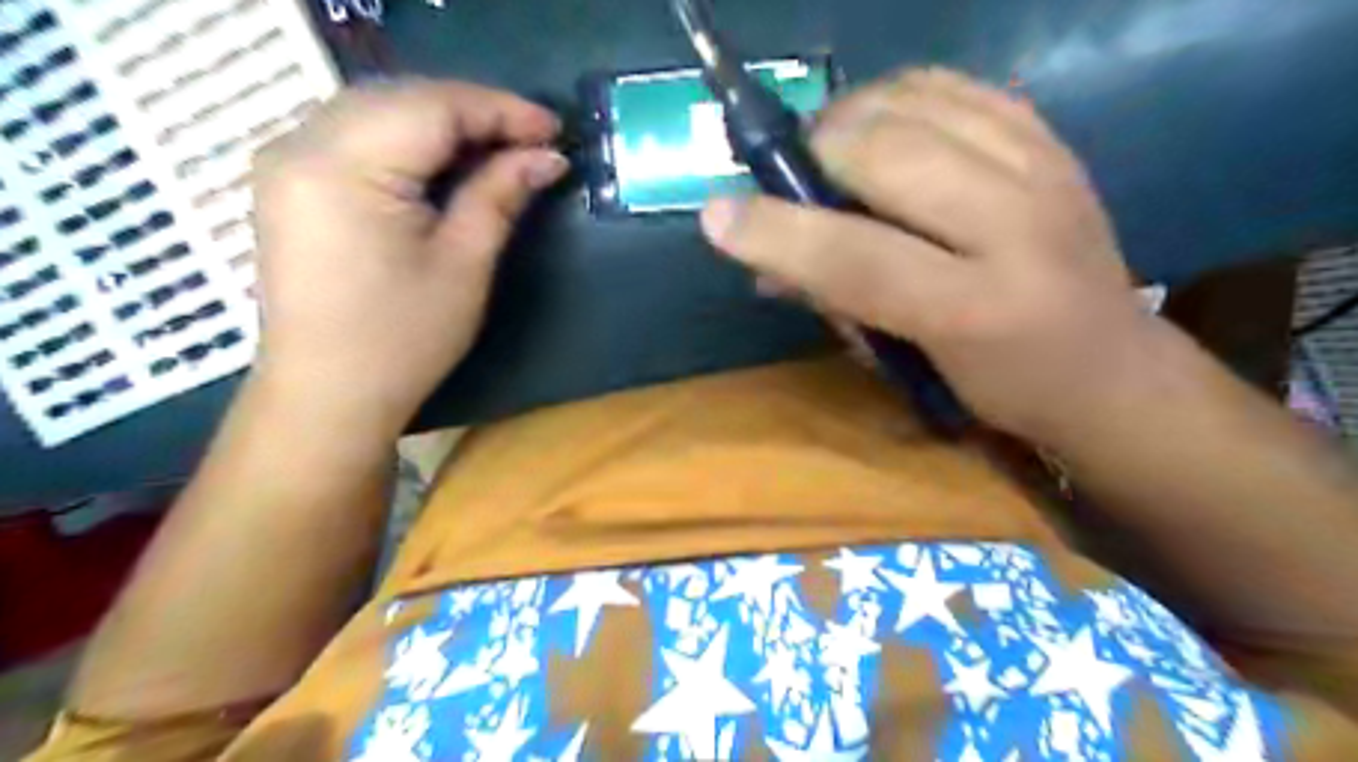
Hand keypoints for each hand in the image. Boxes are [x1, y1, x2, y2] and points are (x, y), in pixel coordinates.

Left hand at [249, 78, 569, 437]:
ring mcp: (287, 161)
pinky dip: (408, 138)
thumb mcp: (464, 264)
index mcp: (344, 166)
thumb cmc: (402, 338)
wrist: (328, 393)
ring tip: (499, 148)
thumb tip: (547, 157)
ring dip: (442, 121)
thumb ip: (500, 195)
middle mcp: (301, 144)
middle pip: (402, 97)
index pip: (433, 107)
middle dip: (473, 111)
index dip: (500, 110)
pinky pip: (356, 134)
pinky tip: (445, 160)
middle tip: (532, 140)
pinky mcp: (290, 182)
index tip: (554, 130)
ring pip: (377, 109)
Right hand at [700, 67, 1154, 443]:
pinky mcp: (1054, 139)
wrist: (1112, 368)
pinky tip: (885, 125)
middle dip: (817, 152)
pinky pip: (958, 86)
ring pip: (918, 102)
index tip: (717, 214)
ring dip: (853, 116)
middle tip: (795, 175)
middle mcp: (1016, 226)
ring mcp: (1043, 169)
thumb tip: (764, 265)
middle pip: (887, 153)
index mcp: (975, 309)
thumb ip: (836, 305)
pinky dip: (902, 96)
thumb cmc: (998, 385)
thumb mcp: (909, 364)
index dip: (777, 232)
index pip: (857, 257)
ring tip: (834, 149)